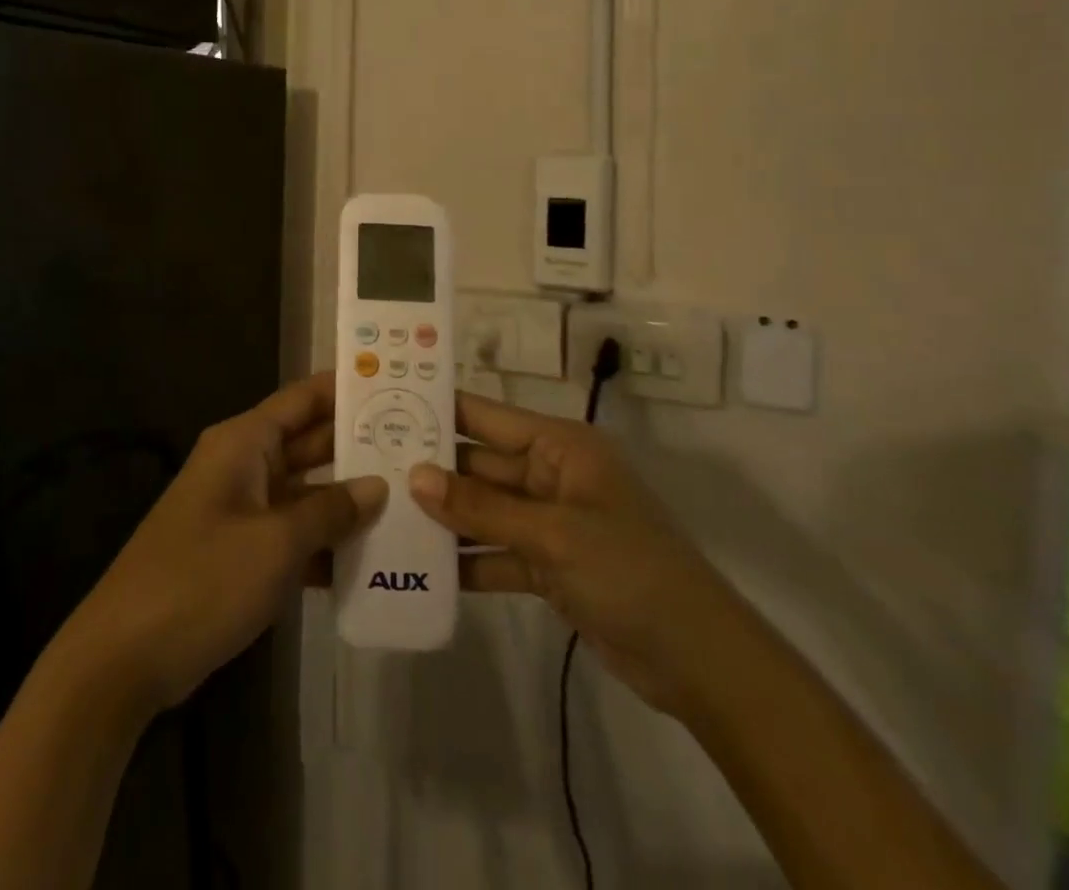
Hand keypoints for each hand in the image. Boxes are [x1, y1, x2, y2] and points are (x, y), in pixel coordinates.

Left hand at [57, 374, 385, 717]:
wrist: (125, 656)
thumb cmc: (202, 579)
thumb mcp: (275, 542)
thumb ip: (329, 511)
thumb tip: (377, 486)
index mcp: (245, 443)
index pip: (304, 400)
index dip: (347, 390)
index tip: (397, 387)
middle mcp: (244, 465)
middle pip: (310, 444)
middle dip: (359, 447)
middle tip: (422, 448)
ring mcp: (242, 510)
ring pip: (306, 492)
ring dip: (349, 500)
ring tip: (413, 501)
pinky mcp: (242, 552)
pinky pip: (293, 534)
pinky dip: (326, 543)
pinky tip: (375, 560)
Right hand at [410, 392, 747, 715]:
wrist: (700, 662)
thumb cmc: (629, 570)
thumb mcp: (552, 534)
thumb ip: (480, 507)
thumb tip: (413, 476)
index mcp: (558, 446)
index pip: (486, 417)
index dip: (439, 410)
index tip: (384, 406)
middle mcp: (550, 475)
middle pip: (479, 465)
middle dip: (431, 469)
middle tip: (368, 467)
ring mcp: (548, 522)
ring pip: (483, 510)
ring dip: (443, 517)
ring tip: (382, 516)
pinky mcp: (548, 566)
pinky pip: (496, 553)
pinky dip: (467, 561)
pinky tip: (420, 567)